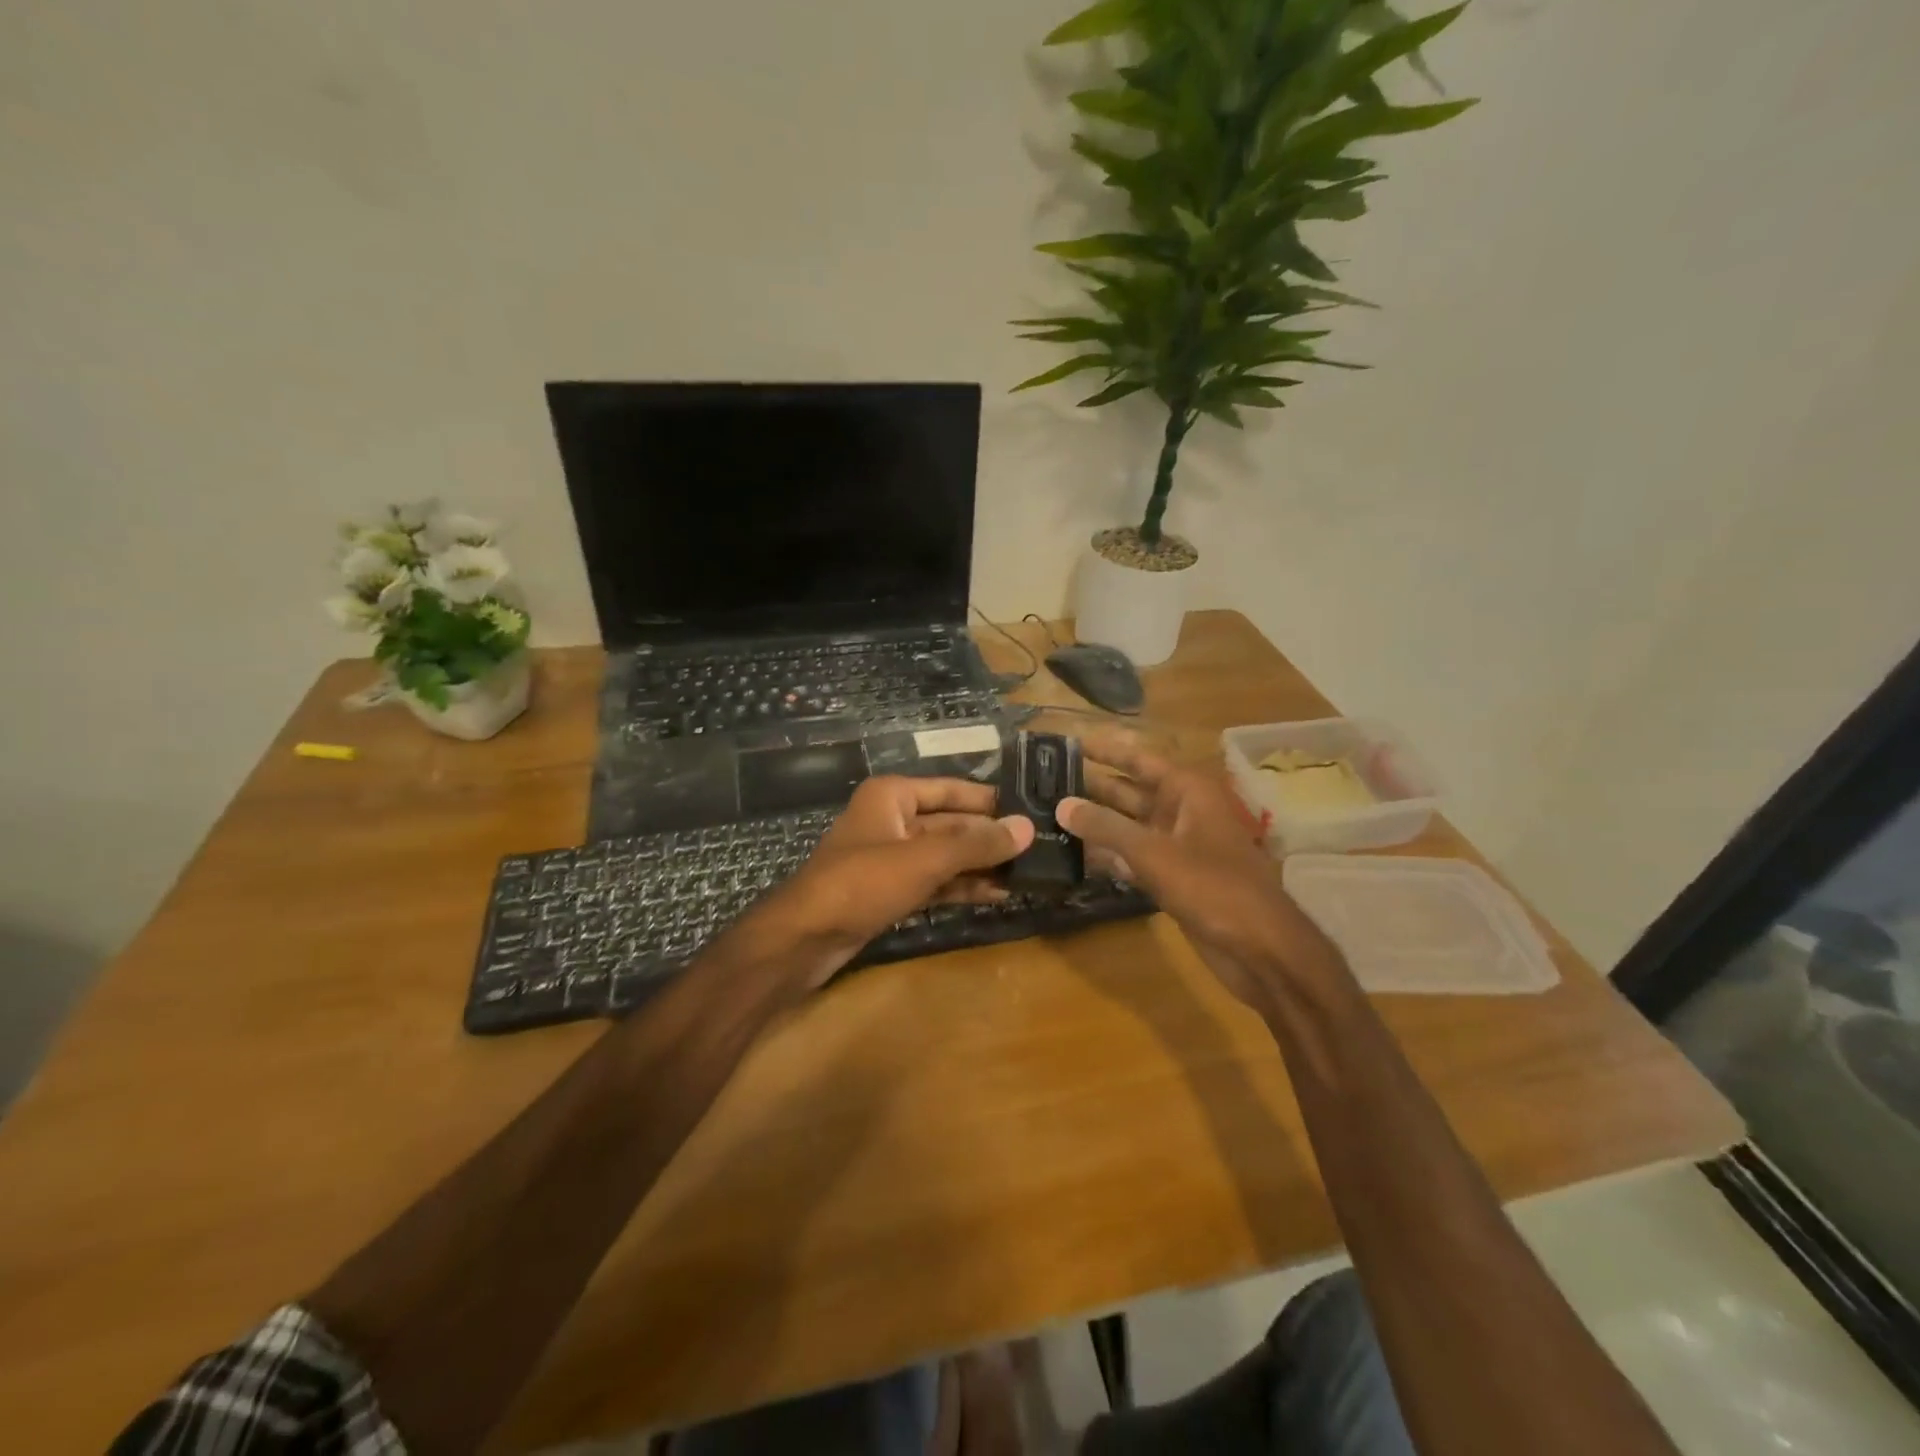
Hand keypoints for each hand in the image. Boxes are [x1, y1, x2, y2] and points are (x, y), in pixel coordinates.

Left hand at [749, 776, 1033, 988]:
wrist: (805, 939)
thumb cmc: (863, 883)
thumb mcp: (925, 859)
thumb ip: (976, 844)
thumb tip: (1027, 828)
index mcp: (892, 796)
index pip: (952, 789)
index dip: (990, 801)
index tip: (1032, 809)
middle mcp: (892, 820)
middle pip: (951, 823)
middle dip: (989, 838)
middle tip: (1039, 847)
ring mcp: (891, 858)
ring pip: (945, 855)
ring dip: (981, 865)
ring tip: (1028, 873)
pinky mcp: (891, 890)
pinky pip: (935, 882)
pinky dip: (962, 887)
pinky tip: (997, 895)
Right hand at [1058, 729, 1333, 1009]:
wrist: (1260, 948)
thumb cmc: (1214, 888)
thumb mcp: (1155, 854)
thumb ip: (1106, 828)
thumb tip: (1062, 804)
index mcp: (1187, 791)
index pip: (1138, 759)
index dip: (1105, 750)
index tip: (1068, 742)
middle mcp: (1181, 811)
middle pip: (1129, 791)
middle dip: (1092, 786)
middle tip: (1044, 781)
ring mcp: (1176, 846)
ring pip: (1128, 826)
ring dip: (1095, 822)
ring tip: (1048, 814)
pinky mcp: (1171, 877)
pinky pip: (1132, 856)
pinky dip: (1107, 855)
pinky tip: (1073, 854)